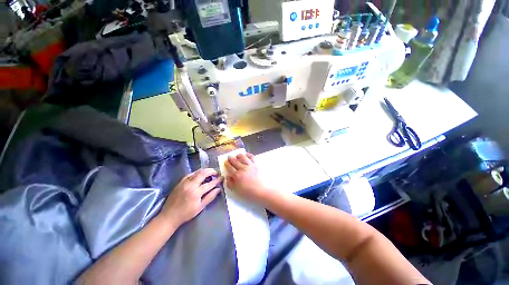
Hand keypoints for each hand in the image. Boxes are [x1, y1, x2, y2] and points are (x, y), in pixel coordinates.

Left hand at [160, 168, 222, 225]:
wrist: (169, 216)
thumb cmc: (186, 213)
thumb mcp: (200, 207)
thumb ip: (210, 197)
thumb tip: (218, 189)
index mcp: (196, 193)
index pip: (209, 184)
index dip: (217, 180)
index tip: (222, 178)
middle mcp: (190, 185)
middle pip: (203, 173)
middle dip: (211, 171)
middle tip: (216, 172)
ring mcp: (184, 182)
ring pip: (197, 172)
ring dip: (205, 170)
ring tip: (210, 171)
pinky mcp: (180, 182)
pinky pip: (190, 174)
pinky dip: (197, 172)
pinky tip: (200, 173)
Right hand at [224, 153, 270, 202]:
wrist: (263, 191)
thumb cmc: (249, 193)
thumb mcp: (236, 191)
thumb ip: (230, 183)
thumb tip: (227, 176)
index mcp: (237, 175)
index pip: (229, 167)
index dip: (226, 164)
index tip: (225, 162)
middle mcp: (242, 168)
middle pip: (235, 161)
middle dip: (231, 158)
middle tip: (229, 157)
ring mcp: (250, 165)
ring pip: (242, 157)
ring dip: (238, 155)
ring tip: (237, 155)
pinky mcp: (256, 164)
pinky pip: (251, 157)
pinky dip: (248, 155)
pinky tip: (246, 155)